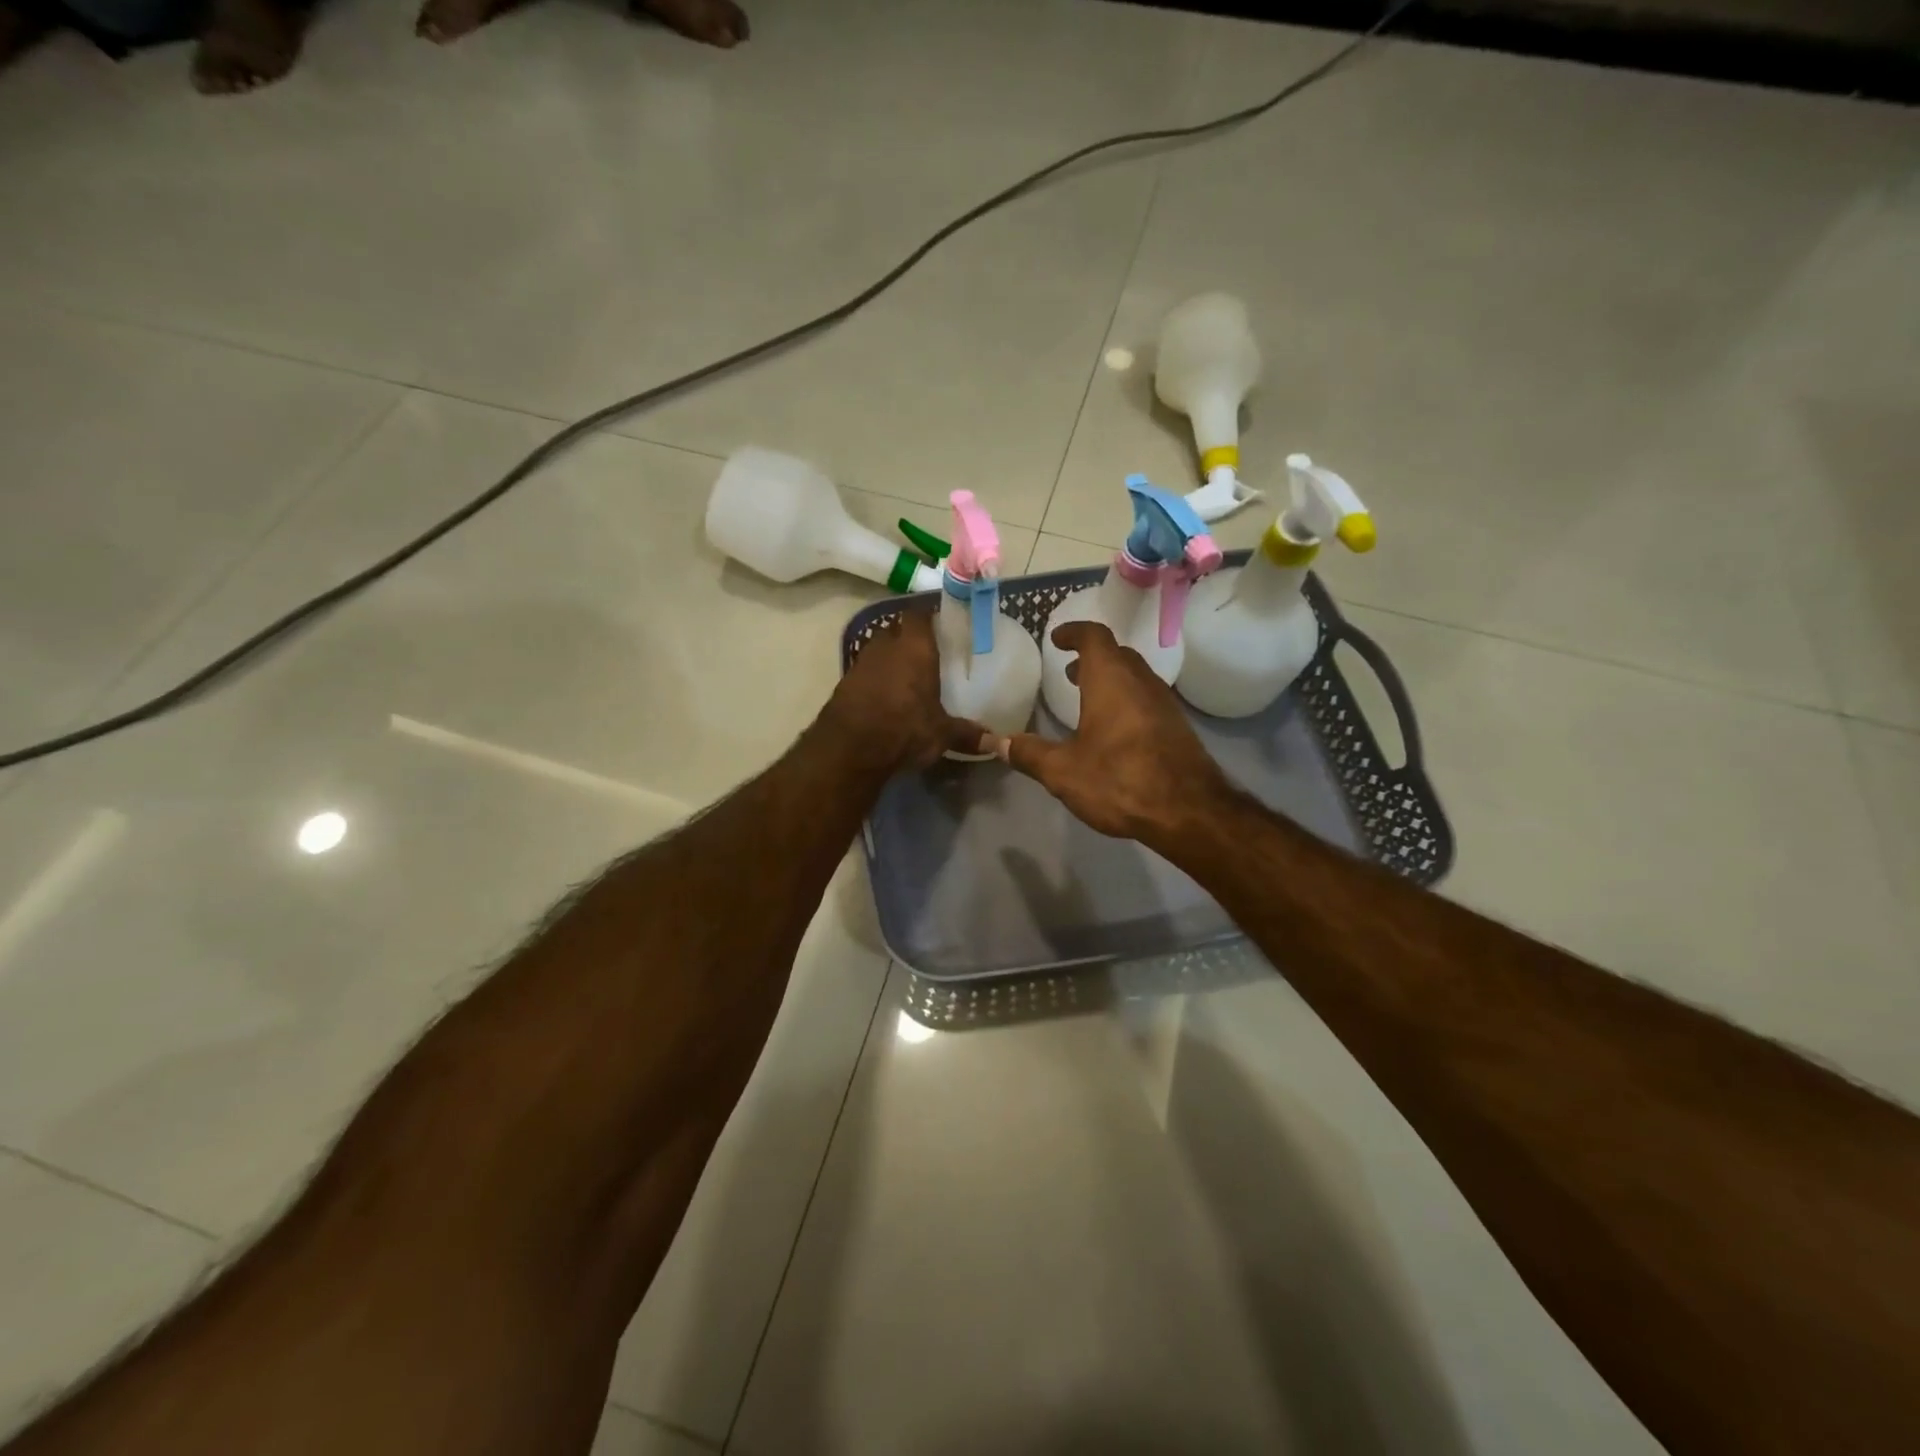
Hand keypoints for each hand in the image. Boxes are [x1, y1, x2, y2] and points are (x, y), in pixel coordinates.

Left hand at [822, 608, 986, 770]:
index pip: (919, 613)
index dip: (929, 615)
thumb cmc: (904, 729)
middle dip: (910, 637)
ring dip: (891, 658)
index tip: (941, 624)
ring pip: (879, 649)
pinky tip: (887, 695)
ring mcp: (861, 662)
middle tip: (928, 651)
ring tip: (908, 674)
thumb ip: (967, 733)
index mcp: (915, 647)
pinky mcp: (845, 682)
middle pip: (897, 629)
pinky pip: (866, 671)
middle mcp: (886, 646)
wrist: (849, 749)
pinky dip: (876, 677)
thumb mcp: (941, 734)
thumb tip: (995, 742)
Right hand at [993, 621, 1231, 848]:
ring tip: (1087, 698)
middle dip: (1092, 658)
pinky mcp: (1176, 727)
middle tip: (1070, 671)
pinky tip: (1114, 731)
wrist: (1189, 810)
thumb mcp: (1063, 771)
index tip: (1057, 638)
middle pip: (1117, 655)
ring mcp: (1164, 704)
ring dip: (1110, 680)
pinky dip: (1126, 701)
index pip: (1094, 637)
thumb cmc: (1120, 779)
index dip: (1074, 632)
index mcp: (1110, 680)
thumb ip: (1029, 754)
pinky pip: (1146, 700)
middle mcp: (1140, 682)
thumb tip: (996, 742)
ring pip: (1134, 677)